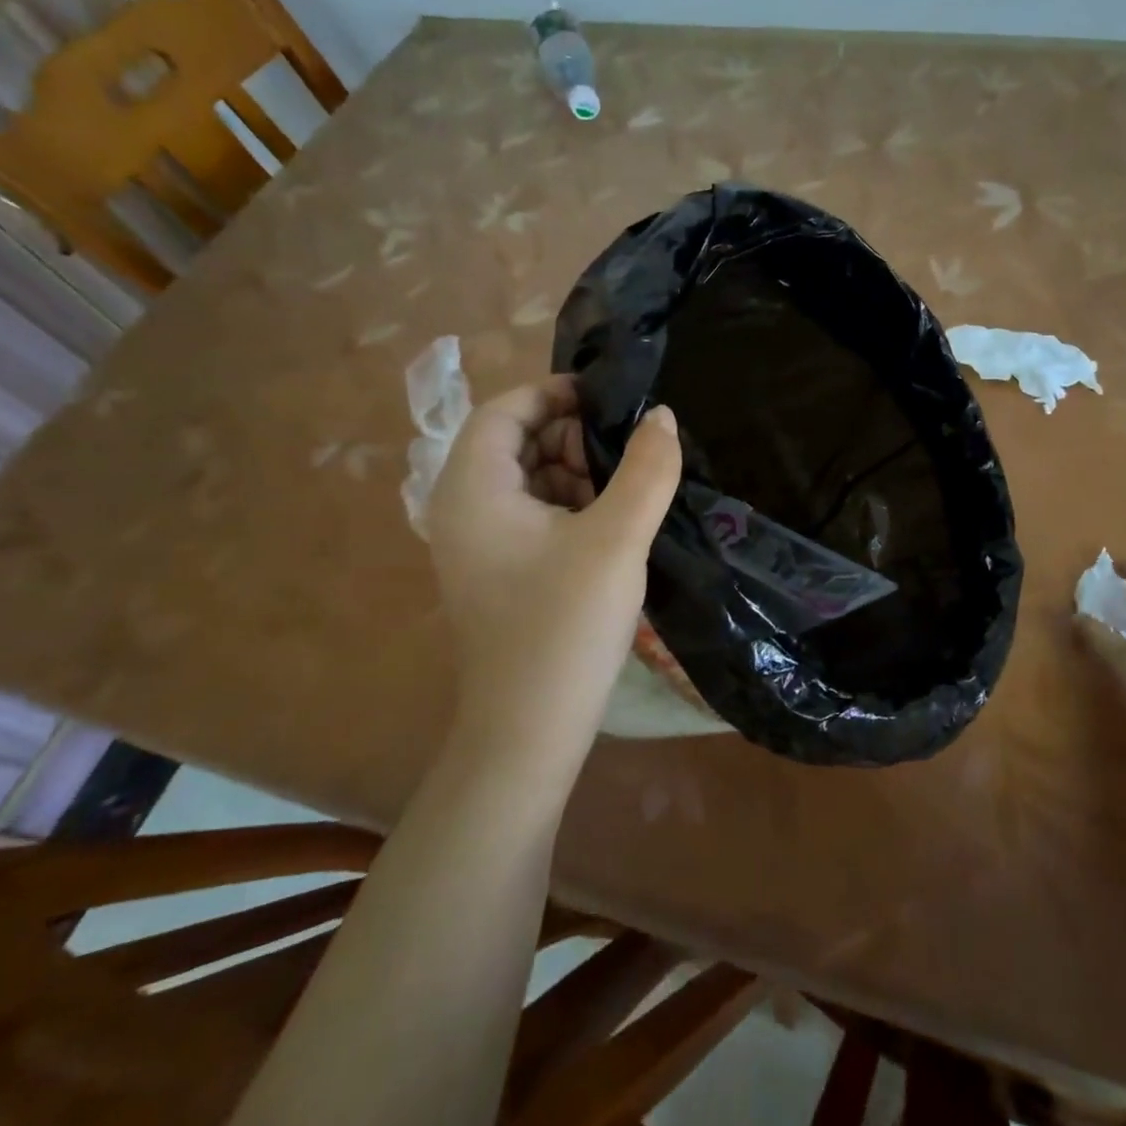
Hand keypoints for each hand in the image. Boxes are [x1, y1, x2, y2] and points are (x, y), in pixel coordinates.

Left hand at [427, 375, 680, 776]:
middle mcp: (462, 509)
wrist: (528, 732)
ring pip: (528, 480)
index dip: (555, 394)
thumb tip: (663, 416)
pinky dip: (570, 507)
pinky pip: (532, 516)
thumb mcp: (617, 540)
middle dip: (572, 437)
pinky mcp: (498, 572)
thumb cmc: (564, 626)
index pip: (504, 410)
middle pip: (516, 443)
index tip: (610, 399)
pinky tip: (612, 525)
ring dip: (576, 473)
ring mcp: (478, 545)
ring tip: (628, 489)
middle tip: (628, 451)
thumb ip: (646, 470)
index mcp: (473, 489)